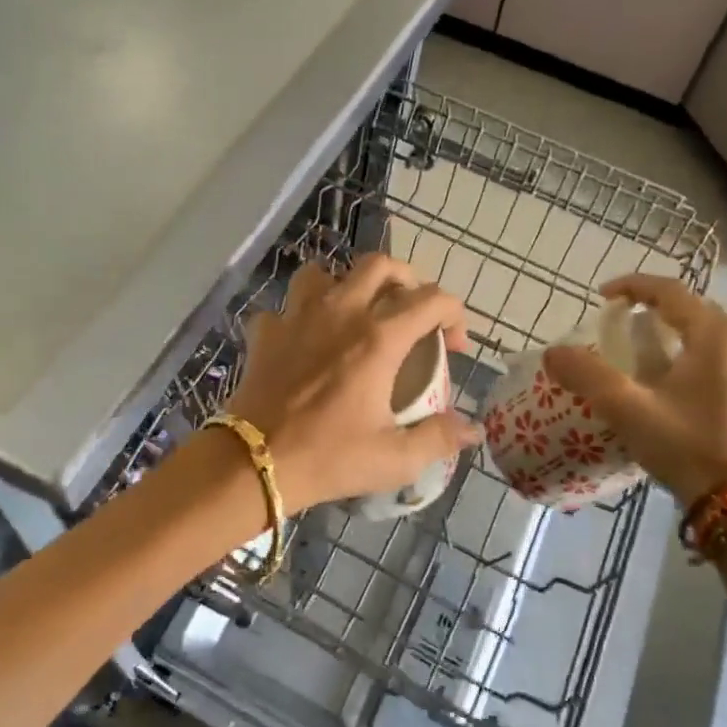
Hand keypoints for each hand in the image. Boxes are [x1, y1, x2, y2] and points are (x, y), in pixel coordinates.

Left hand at [225, 254, 480, 511]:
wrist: (253, 462)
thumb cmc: (328, 457)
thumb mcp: (394, 458)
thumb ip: (439, 438)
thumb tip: (473, 430)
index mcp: (379, 336)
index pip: (432, 299)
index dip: (454, 314)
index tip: (455, 346)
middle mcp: (341, 311)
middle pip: (381, 265)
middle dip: (406, 280)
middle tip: (411, 312)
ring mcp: (298, 315)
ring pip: (326, 272)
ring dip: (347, 285)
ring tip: (356, 313)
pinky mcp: (267, 331)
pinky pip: (286, 307)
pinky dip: (300, 316)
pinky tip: (305, 340)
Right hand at [543, 274, 726, 501]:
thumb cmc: (686, 446)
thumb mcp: (628, 409)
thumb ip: (587, 374)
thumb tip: (553, 352)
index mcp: (715, 334)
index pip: (669, 290)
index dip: (632, 286)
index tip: (602, 297)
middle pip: (692, 311)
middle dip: (654, 311)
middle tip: (622, 326)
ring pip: (709, 339)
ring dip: (676, 338)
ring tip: (646, 358)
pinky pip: (723, 365)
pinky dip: (694, 363)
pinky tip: (676, 392)